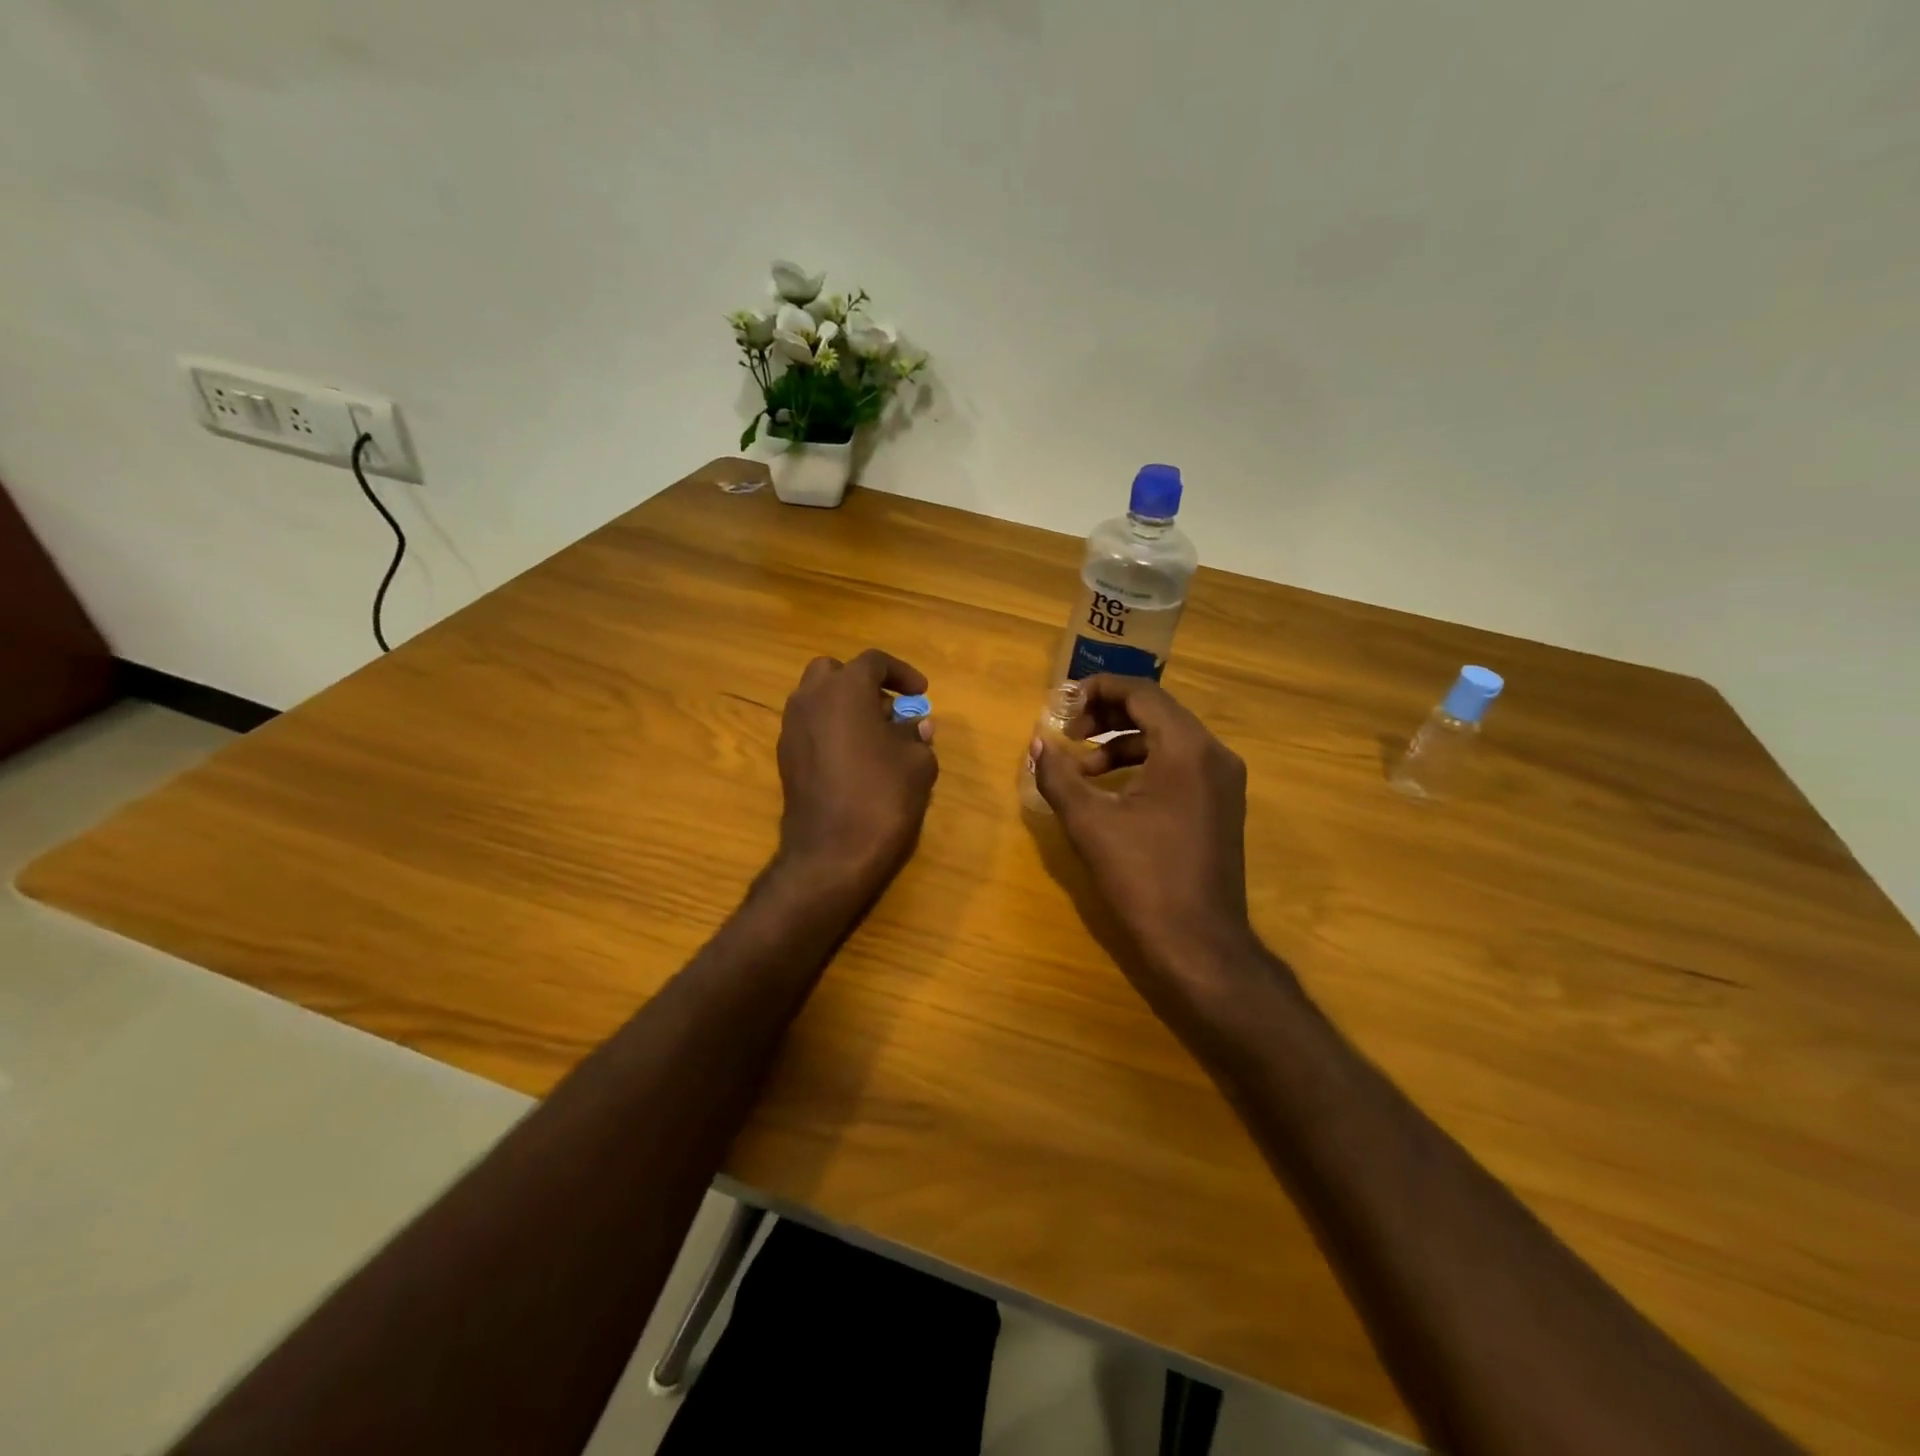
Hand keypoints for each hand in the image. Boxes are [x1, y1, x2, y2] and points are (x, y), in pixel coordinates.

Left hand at [775, 649, 937, 892]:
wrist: (831, 854)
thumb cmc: (882, 798)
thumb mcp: (917, 763)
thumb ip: (917, 734)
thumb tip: (915, 725)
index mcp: (844, 689)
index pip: (873, 662)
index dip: (902, 673)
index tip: (921, 693)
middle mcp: (810, 700)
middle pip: (834, 672)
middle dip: (862, 683)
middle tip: (889, 708)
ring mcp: (792, 729)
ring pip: (817, 699)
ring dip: (845, 706)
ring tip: (876, 735)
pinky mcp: (785, 758)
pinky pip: (810, 727)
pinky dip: (831, 729)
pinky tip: (855, 759)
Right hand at [1031, 675, 1259, 1008]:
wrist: (1199, 943)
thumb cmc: (1143, 877)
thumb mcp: (1089, 823)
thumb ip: (1058, 776)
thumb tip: (1036, 745)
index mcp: (1186, 748)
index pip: (1141, 692)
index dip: (1097, 690)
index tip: (1062, 707)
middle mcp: (1214, 753)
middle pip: (1156, 711)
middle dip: (1107, 716)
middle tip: (1069, 733)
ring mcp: (1224, 780)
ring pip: (1168, 738)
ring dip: (1122, 743)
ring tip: (1083, 769)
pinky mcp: (1222, 804)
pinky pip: (1180, 764)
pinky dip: (1144, 765)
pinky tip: (1113, 791)